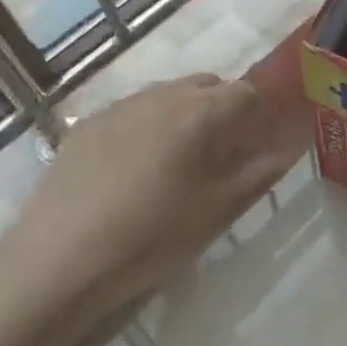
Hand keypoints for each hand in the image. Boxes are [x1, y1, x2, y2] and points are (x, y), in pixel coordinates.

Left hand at [0, 75, 291, 345]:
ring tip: (174, 165)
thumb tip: (288, 148)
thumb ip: (257, 174)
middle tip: (217, 158)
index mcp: (199, 112)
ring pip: (168, 95)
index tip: (254, 147)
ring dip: (183, 116)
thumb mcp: (215, 212)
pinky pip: (133, 111)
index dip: (257, 116)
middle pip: (207, 86)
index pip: (246, 93)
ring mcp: (121, 105)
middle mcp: (162, 95)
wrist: (58, 259)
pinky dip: (146, 126)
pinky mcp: (88, 123)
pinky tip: (132, 170)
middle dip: (221, 111)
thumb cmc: (150, 238)